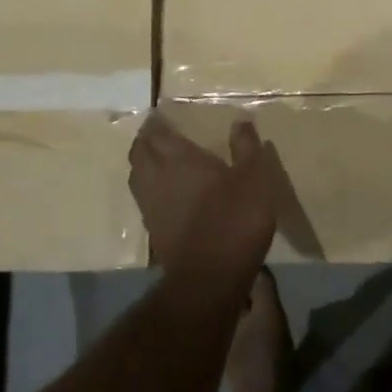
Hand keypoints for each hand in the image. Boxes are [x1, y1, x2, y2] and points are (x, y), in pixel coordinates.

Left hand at [129, 114, 281, 282]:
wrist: (210, 278)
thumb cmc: (234, 219)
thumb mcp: (254, 177)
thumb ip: (246, 147)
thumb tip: (240, 121)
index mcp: (178, 157)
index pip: (157, 131)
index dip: (157, 121)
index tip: (162, 113)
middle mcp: (156, 176)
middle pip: (140, 151)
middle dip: (146, 139)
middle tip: (159, 133)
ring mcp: (150, 205)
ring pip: (137, 174)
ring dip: (144, 162)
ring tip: (159, 158)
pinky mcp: (153, 230)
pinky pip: (144, 197)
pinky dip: (150, 187)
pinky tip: (165, 191)